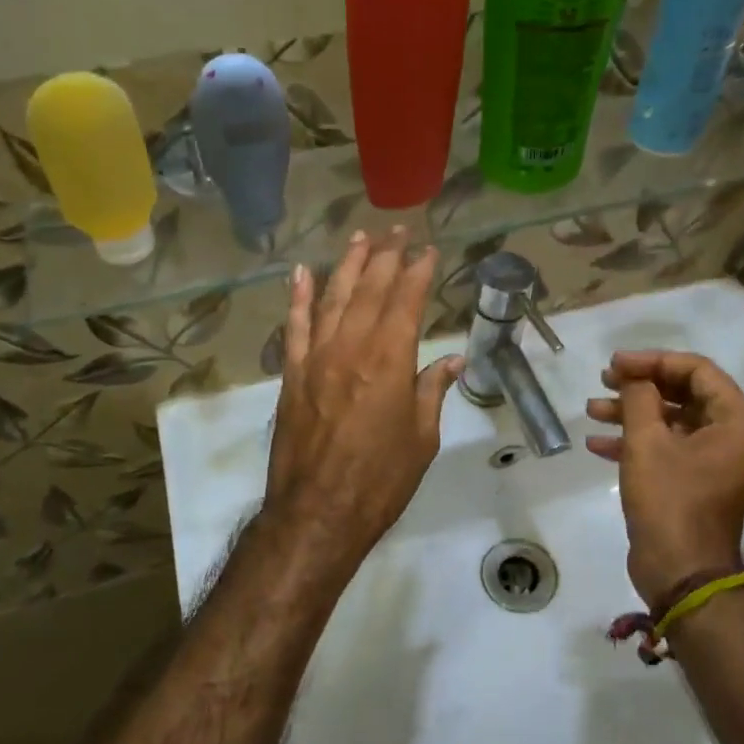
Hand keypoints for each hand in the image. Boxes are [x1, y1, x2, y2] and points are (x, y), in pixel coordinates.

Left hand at [264, 229, 464, 578]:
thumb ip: (432, 392)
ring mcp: (316, 358)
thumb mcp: (422, 439)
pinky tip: (303, 273)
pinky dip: (298, 297)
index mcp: (390, 361)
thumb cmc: (380, 480)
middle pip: (370, 290)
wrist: (317, 513)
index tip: (428, 250)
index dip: (418, 271)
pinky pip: (294, 326)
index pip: (406, 301)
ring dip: (348, 265)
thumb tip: (452, 360)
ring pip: (332, 298)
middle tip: (399, 231)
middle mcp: (352, 348)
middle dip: (387, 256)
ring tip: (361, 238)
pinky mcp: (291, 375)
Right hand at [586, 350, 743, 609]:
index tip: (615, 363)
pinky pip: (665, 447)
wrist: (681, 572)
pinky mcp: (692, 480)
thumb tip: (635, 380)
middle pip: (684, 392)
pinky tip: (597, 444)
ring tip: (592, 410)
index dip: (653, 361)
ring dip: (631, 413)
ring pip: (670, 420)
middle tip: (603, 380)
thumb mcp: (647, 442)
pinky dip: (634, 441)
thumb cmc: (670, 501)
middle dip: (640, 385)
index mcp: (737, 421)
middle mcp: (732, 435)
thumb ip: (639, 398)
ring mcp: (713, 459)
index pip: (697, 370)